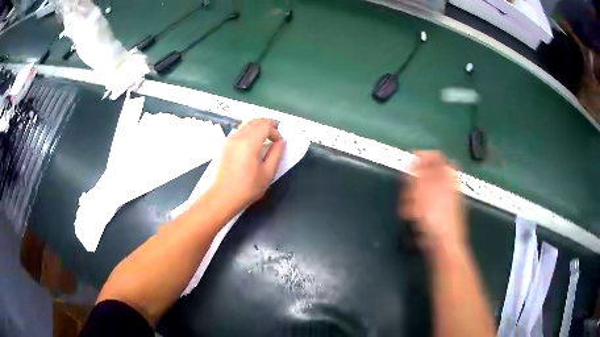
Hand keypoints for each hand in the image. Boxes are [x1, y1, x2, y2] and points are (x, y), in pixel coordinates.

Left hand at [210, 118, 285, 212]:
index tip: (280, 142)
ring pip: (246, 124)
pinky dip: (249, 131)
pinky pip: (240, 131)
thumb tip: (281, 142)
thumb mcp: (268, 173)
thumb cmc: (248, 187)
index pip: (266, 126)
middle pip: (256, 121)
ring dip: (258, 126)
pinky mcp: (225, 145)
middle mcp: (238, 137)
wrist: (224, 196)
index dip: (275, 131)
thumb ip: (276, 154)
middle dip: (268, 124)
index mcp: (249, 143)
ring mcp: (230, 139)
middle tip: (276, 133)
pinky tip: (254, 142)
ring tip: (267, 136)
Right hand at [399, 151, 465, 254]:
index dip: (421, 157)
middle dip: (413, 184)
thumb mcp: (425, 189)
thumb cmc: (436, 216)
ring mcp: (441, 199)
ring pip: (420, 190)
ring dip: (411, 199)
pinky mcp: (435, 212)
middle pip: (425, 174)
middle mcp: (446, 185)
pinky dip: (415, 209)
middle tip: (408, 192)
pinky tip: (413, 217)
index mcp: (447, 176)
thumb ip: (419, 171)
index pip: (435, 156)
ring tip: (410, 210)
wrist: (443, 244)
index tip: (409, 164)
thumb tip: (416, 156)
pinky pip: (421, 204)